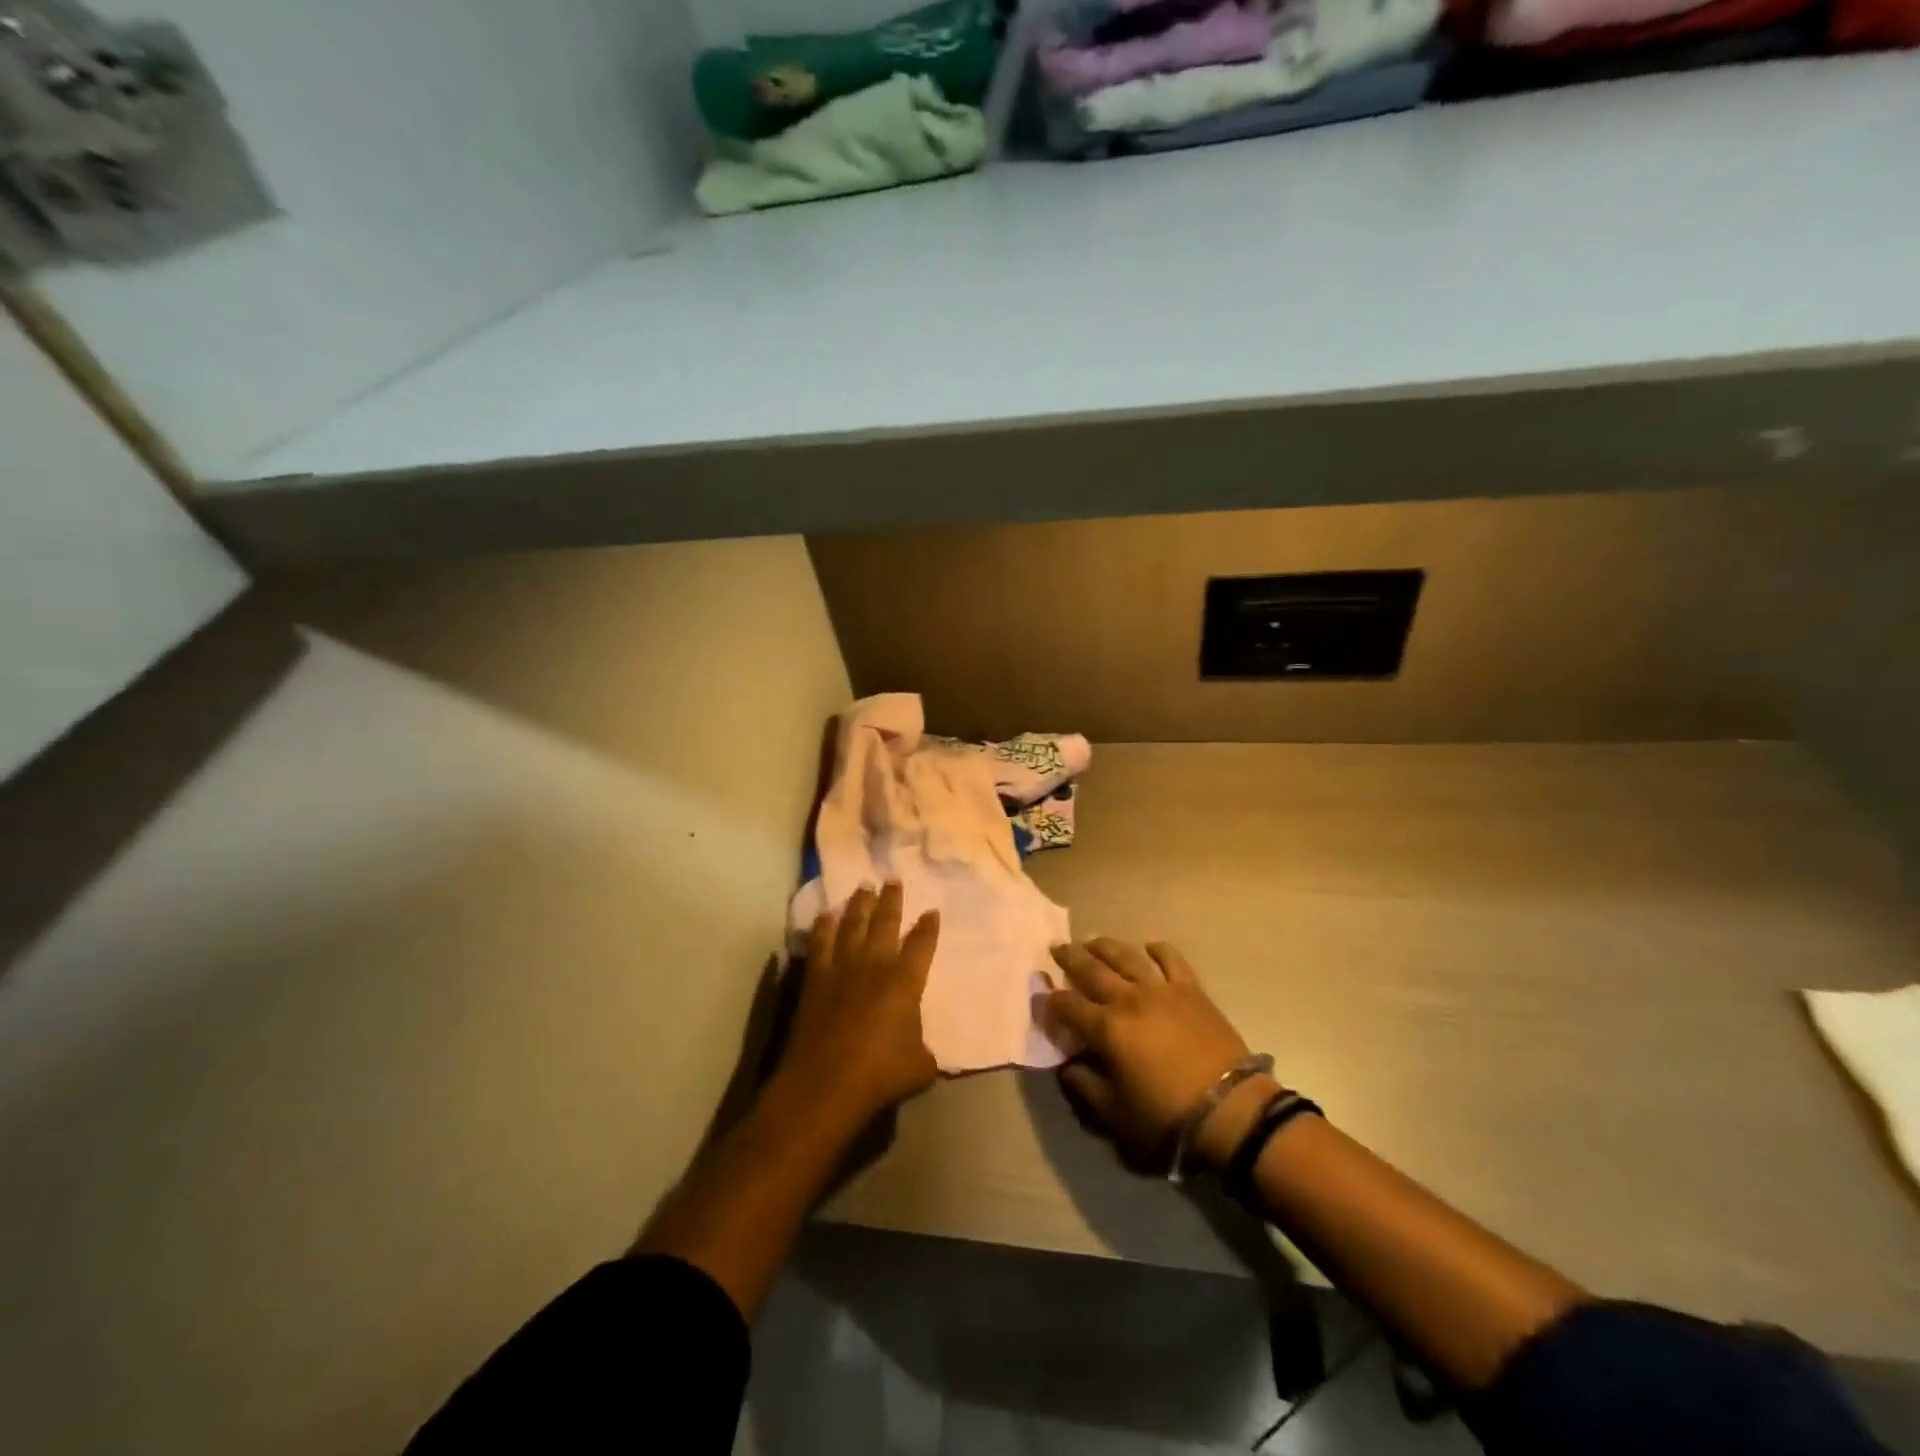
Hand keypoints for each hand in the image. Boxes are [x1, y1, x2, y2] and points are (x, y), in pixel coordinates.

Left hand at [775, 882, 939, 1127]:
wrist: (825, 1083)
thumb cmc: (880, 1074)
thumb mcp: (920, 1067)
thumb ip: (925, 1051)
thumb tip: (924, 1051)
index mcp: (906, 981)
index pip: (922, 944)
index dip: (928, 927)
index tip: (931, 912)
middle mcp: (875, 965)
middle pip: (885, 922)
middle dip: (891, 900)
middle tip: (893, 880)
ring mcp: (842, 968)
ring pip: (852, 925)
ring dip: (859, 904)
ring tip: (864, 887)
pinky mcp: (815, 979)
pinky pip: (820, 943)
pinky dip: (823, 926)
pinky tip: (825, 915)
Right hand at [1044, 939, 1271, 1173]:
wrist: (1230, 1110)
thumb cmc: (1166, 1117)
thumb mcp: (1114, 1114)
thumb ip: (1084, 1086)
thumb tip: (1068, 1065)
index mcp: (1105, 1028)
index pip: (1067, 1006)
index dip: (1050, 1001)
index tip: (1040, 996)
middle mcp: (1128, 999)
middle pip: (1091, 969)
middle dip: (1070, 958)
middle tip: (1056, 947)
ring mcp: (1161, 989)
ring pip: (1126, 956)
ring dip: (1105, 946)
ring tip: (1092, 941)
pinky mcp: (1191, 989)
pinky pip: (1171, 959)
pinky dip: (1157, 949)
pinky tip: (1148, 946)